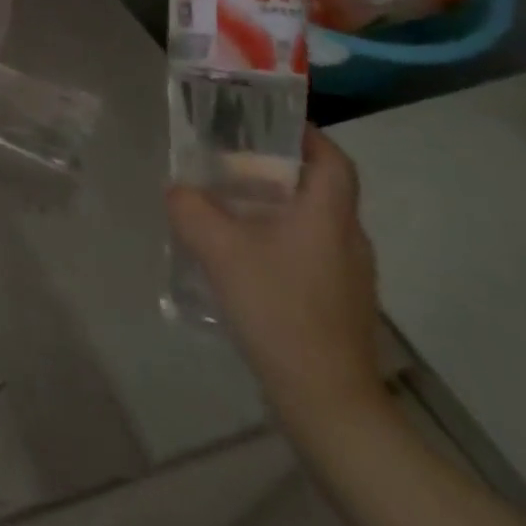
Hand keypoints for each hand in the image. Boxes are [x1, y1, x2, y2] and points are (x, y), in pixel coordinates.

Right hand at [166, 127, 387, 437]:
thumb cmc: (279, 309)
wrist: (326, 402)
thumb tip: (177, 189)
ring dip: (275, 207)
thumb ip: (191, 209)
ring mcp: (349, 277)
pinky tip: (243, 258)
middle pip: (320, 189)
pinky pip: (309, 254)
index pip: (333, 160)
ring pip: (313, 223)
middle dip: (277, 170)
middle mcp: (348, 240)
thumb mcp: (220, 250)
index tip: (269, 123)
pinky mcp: (338, 305)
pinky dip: (279, 241)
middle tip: (231, 162)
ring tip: (228, 207)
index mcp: (329, 217)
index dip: (308, 136)